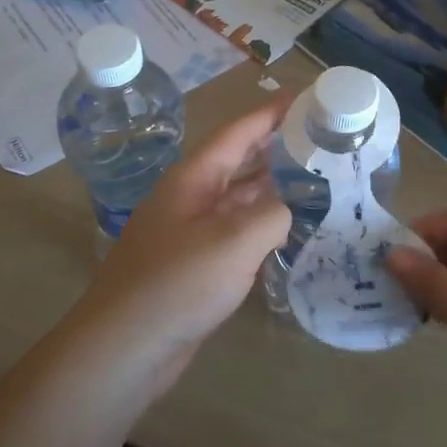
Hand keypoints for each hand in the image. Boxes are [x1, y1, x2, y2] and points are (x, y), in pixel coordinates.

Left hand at [75, 98, 292, 386]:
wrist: (124, 348)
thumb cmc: (177, 284)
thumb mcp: (235, 241)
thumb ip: (272, 214)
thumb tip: (286, 210)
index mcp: (194, 178)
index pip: (238, 132)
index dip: (272, 113)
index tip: (307, 98)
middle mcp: (191, 197)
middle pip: (239, 161)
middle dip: (277, 147)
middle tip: (322, 139)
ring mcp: (191, 231)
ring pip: (239, 197)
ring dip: (273, 187)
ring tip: (317, 179)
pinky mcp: (195, 264)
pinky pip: (236, 232)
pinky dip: (263, 225)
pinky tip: (289, 232)